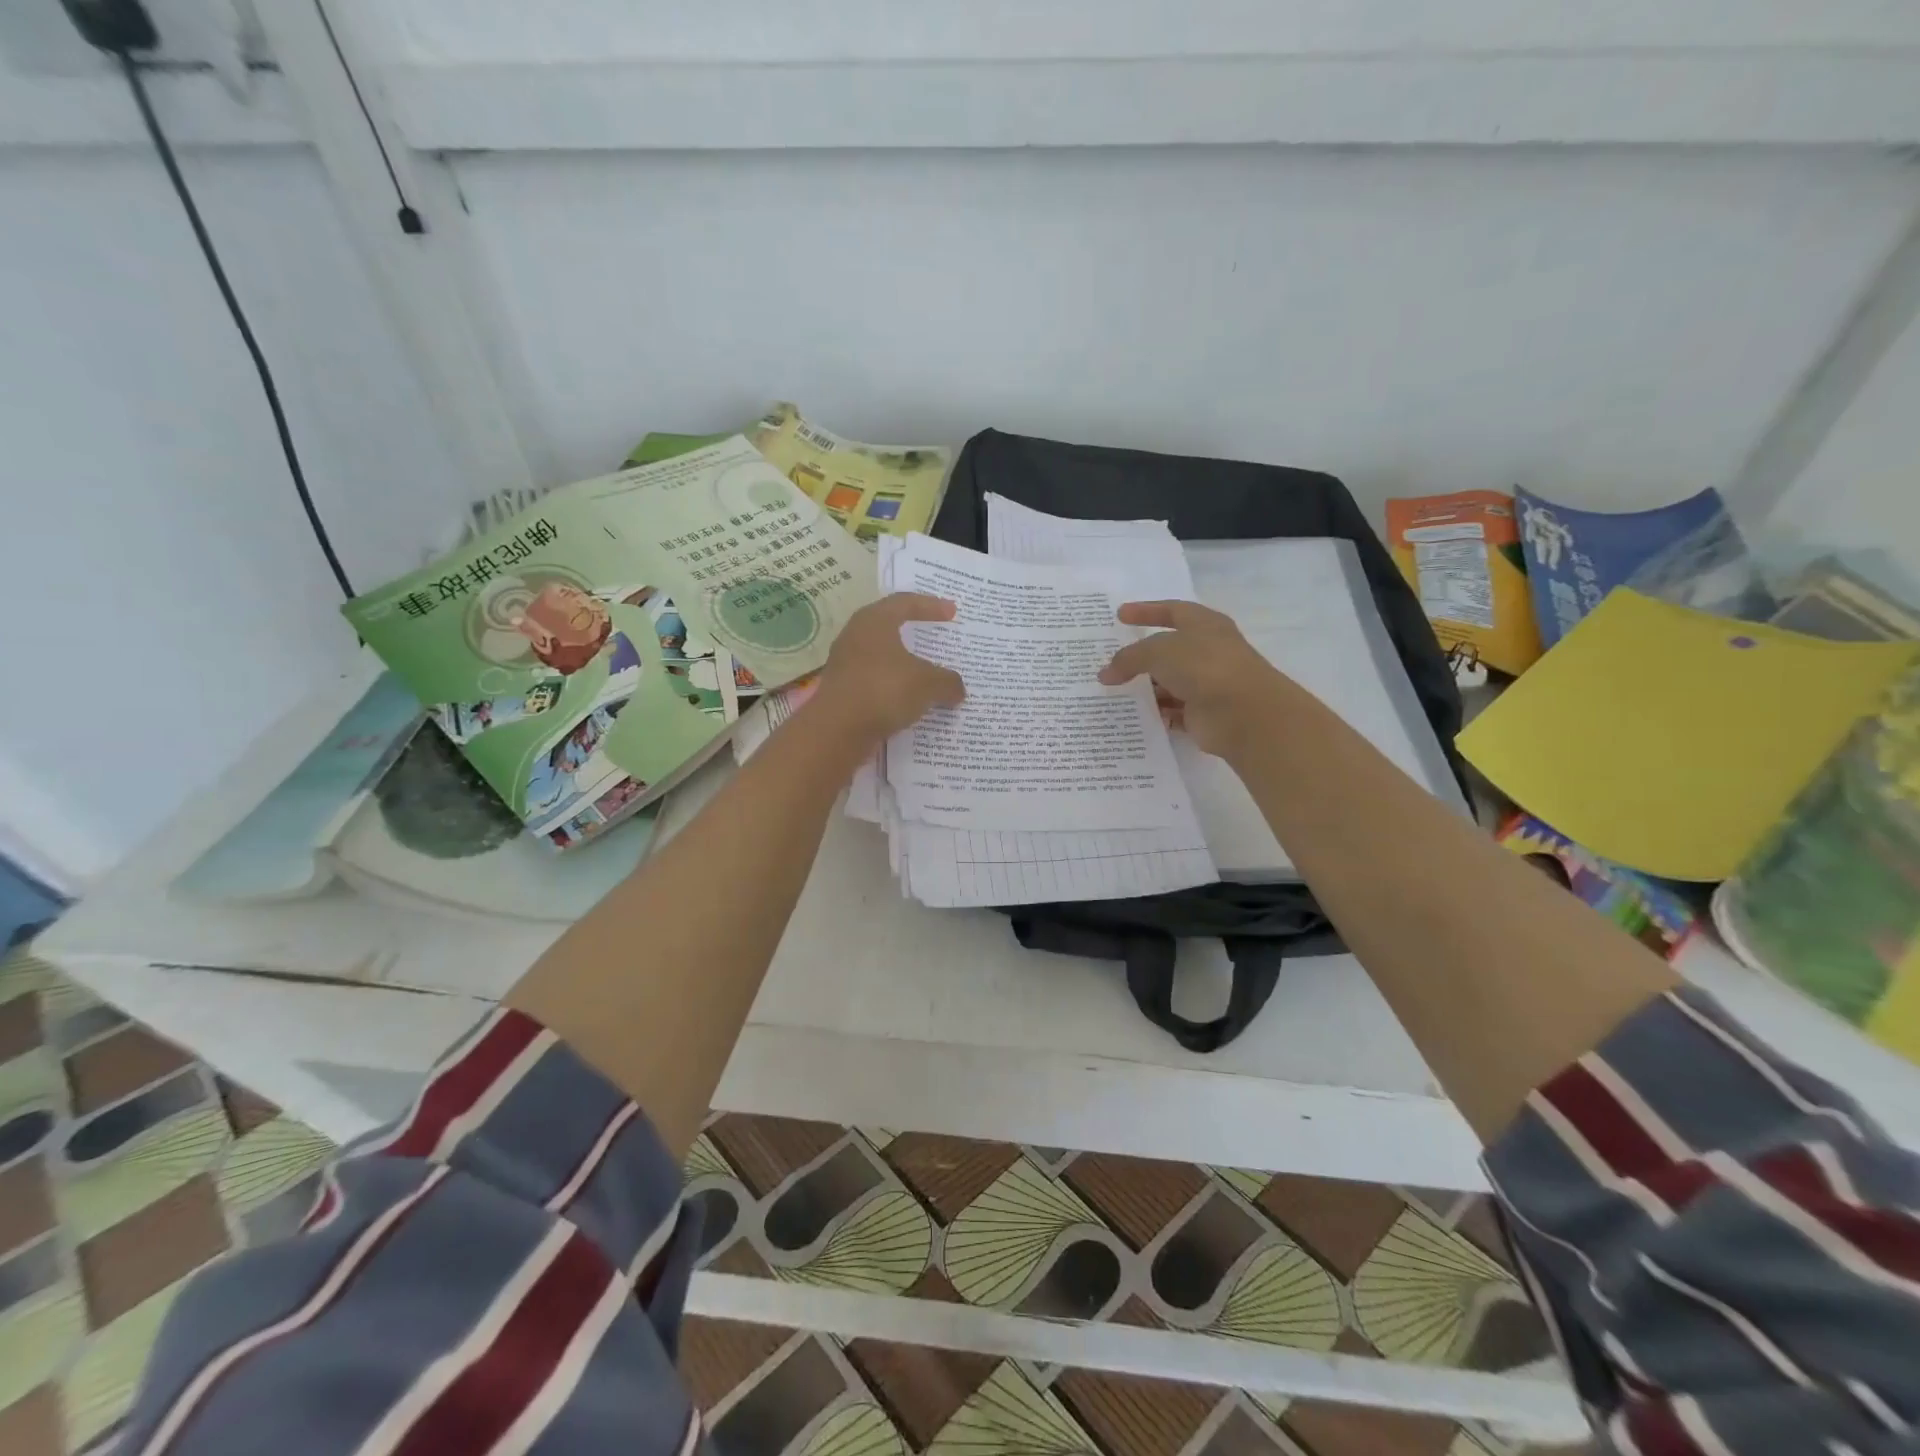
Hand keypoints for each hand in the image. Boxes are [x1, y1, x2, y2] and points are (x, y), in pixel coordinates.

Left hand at [815, 593, 966, 745]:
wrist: (837, 730)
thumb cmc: (884, 690)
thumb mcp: (928, 684)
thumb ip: (947, 681)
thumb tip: (957, 689)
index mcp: (874, 621)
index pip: (905, 602)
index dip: (931, 605)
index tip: (952, 612)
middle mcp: (855, 637)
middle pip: (889, 627)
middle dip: (913, 632)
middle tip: (935, 636)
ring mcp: (845, 665)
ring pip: (881, 657)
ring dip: (904, 664)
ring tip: (926, 673)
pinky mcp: (842, 691)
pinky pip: (875, 682)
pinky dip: (894, 687)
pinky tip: (909, 701)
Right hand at [1098, 600, 1294, 759]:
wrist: (1244, 713)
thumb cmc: (1204, 667)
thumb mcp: (1159, 651)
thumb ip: (1129, 658)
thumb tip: (1105, 674)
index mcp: (1204, 625)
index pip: (1172, 610)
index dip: (1146, 610)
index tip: (1120, 615)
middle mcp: (1207, 651)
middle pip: (1168, 650)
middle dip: (1140, 655)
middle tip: (1110, 659)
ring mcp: (1206, 683)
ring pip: (1168, 682)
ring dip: (1144, 687)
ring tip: (1111, 691)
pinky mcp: (1203, 713)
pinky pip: (1172, 711)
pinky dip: (1154, 712)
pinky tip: (1131, 714)